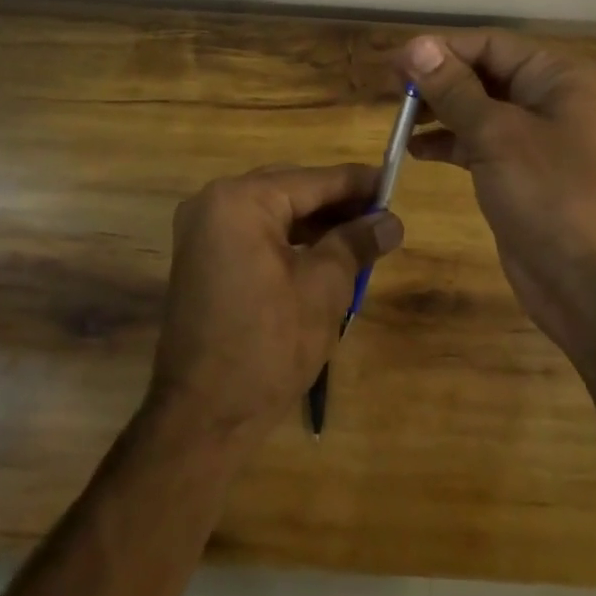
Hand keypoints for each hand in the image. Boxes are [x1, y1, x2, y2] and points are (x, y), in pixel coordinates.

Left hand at [147, 164, 403, 444]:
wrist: (203, 415)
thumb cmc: (268, 345)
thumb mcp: (324, 289)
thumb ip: (356, 244)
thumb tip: (391, 222)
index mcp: (240, 201)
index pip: (311, 180)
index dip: (356, 183)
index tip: (393, 182)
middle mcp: (214, 202)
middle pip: (289, 191)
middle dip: (336, 204)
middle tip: (382, 214)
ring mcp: (202, 231)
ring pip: (272, 213)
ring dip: (314, 223)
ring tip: (361, 235)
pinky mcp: (202, 258)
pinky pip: (254, 234)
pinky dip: (288, 241)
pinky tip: (323, 253)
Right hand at [394, 31, 595, 351]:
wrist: (594, 287)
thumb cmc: (552, 195)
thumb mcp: (498, 135)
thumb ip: (454, 89)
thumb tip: (416, 45)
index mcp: (558, 79)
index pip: (492, 45)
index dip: (442, 50)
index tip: (396, 63)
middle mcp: (549, 102)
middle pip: (484, 75)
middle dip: (438, 80)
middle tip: (391, 90)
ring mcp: (536, 142)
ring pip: (478, 111)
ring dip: (439, 111)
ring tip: (399, 119)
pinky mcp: (521, 175)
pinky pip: (479, 145)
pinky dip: (449, 144)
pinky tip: (415, 150)